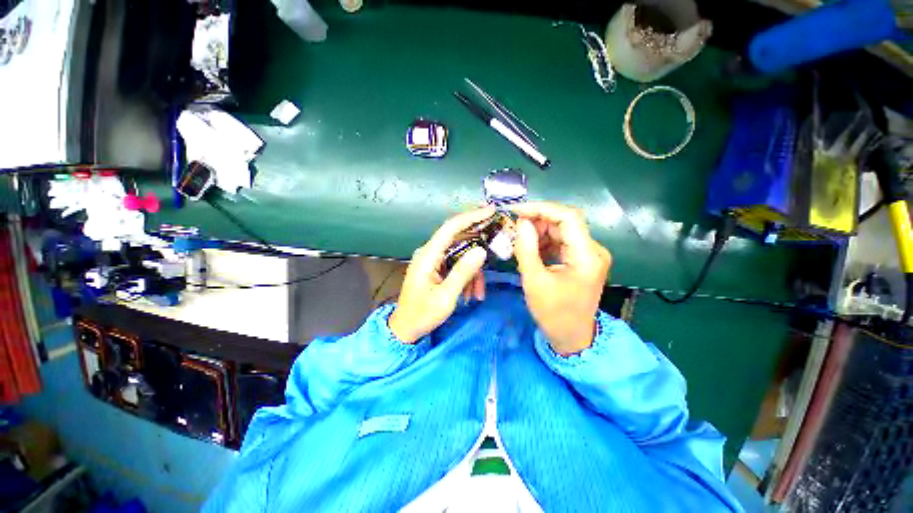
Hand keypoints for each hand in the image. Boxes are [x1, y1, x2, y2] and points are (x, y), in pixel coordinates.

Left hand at [389, 207, 494, 342]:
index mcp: (428, 255)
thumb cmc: (423, 314)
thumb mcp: (446, 296)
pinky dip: (467, 277)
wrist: (406, 329)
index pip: (451, 228)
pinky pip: (457, 266)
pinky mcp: (437, 268)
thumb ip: (463, 272)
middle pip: (458, 239)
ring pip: (461, 256)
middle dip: (478, 247)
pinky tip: (471, 294)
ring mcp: (433, 260)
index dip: (471, 217)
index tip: (490, 210)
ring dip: (473, 272)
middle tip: (497, 247)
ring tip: (478, 293)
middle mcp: (430, 253)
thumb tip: (481, 251)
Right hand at [509, 202, 611, 355]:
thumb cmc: (553, 313)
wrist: (572, 337)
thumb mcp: (534, 281)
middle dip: (538, 220)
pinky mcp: (582, 260)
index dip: (542, 208)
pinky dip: (545, 241)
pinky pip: (562, 242)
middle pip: (566, 222)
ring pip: (563, 230)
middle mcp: (593, 250)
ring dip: (540, 231)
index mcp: (586, 256)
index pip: (568, 217)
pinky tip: (530, 248)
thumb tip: (521, 222)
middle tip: (514, 226)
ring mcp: (589, 255)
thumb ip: (527, 248)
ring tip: (519, 239)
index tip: (517, 210)